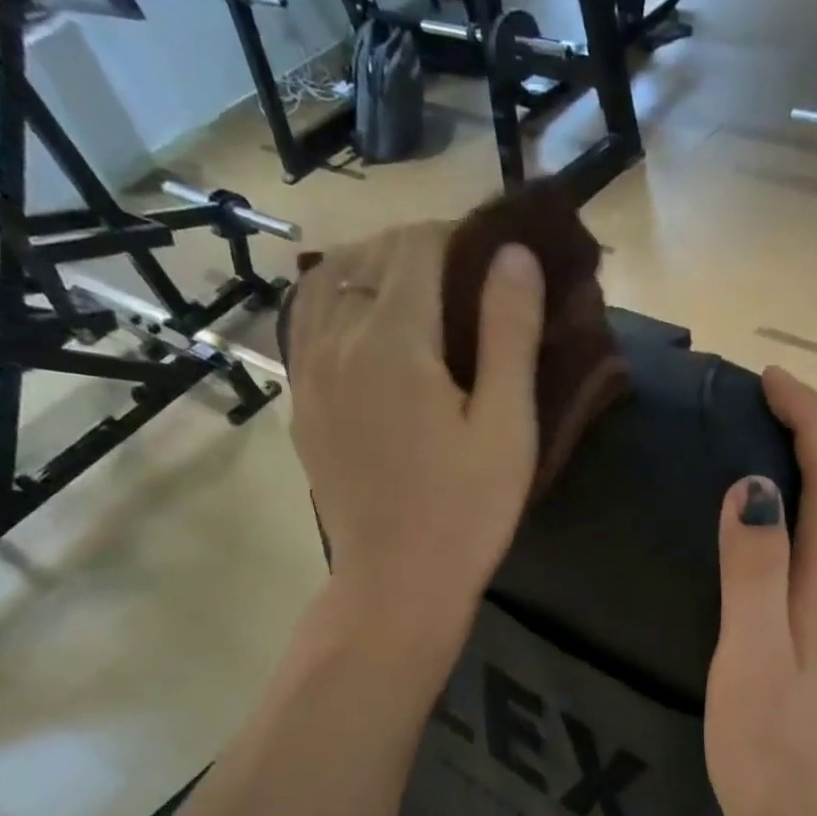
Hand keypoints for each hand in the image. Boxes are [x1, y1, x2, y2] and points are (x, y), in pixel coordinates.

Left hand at [285, 221, 544, 633]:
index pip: (416, 244)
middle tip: (472, 279)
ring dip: (375, 270)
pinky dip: (339, 301)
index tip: (497, 254)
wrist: (396, 582)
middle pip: (371, 255)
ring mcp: (308, 371)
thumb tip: (514, 255)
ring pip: (329, 281)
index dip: (458, 234)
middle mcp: (336, 339)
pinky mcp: (302, 403)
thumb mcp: (507, 426)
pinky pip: (307, 322)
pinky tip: (369, 327)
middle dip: (422, 248)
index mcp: (393, 339)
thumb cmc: (467, 510)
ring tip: (420, 295)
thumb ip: (509, 333)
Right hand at [705, 368, 816, 815]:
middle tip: (755, 400)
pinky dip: (782, 515)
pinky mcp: (803, 638)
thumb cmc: (771, 744)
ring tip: (747, 441)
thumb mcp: (754, 653)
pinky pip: (798, 554)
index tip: (768, 379)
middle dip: (808, 432)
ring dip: (799, 469)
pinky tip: (746, 523)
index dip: (809, 421)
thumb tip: (753, 487)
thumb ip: (755, 571)